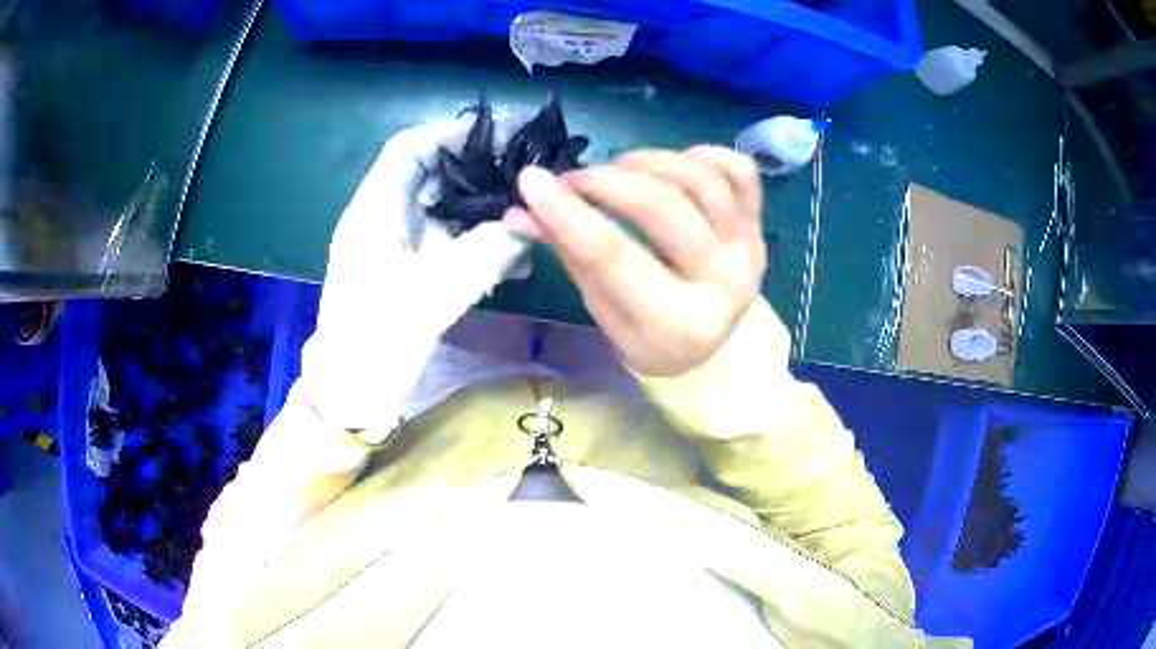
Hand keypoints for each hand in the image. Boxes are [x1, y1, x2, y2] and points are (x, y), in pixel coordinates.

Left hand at [302, 120, 528, 435]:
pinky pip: (448, 242)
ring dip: (485, 211)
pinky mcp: (410, 270)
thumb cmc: (377, 341)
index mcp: (374, 212)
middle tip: (527, 173)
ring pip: (446, 209)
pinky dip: (479, 243)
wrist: (353, 392)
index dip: (452, 133)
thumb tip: (527, 228)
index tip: (501, 136)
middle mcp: (384, 219)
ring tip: (528, 217)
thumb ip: (483, 256)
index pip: (409, 149)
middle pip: (432, 174)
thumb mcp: (432, 296)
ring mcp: (397, 245)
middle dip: (480, 170)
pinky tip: (513, 260)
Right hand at [504, 147, 766, 376]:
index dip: (566, 213)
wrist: (713, 345)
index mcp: (676, 324)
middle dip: (605, 182)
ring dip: (648, 162)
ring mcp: (749, 249)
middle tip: (574, 179)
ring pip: (700, 179)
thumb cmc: (648, 333)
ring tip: (617, 169)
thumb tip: (519, 211)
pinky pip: (739, 170)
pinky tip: (672, 163)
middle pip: (661, 208)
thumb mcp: (602, 306)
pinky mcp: (760, 224)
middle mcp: (724, 285)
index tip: (531, 180)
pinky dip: (701, 154)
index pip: (613, 257)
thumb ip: (568, 254)